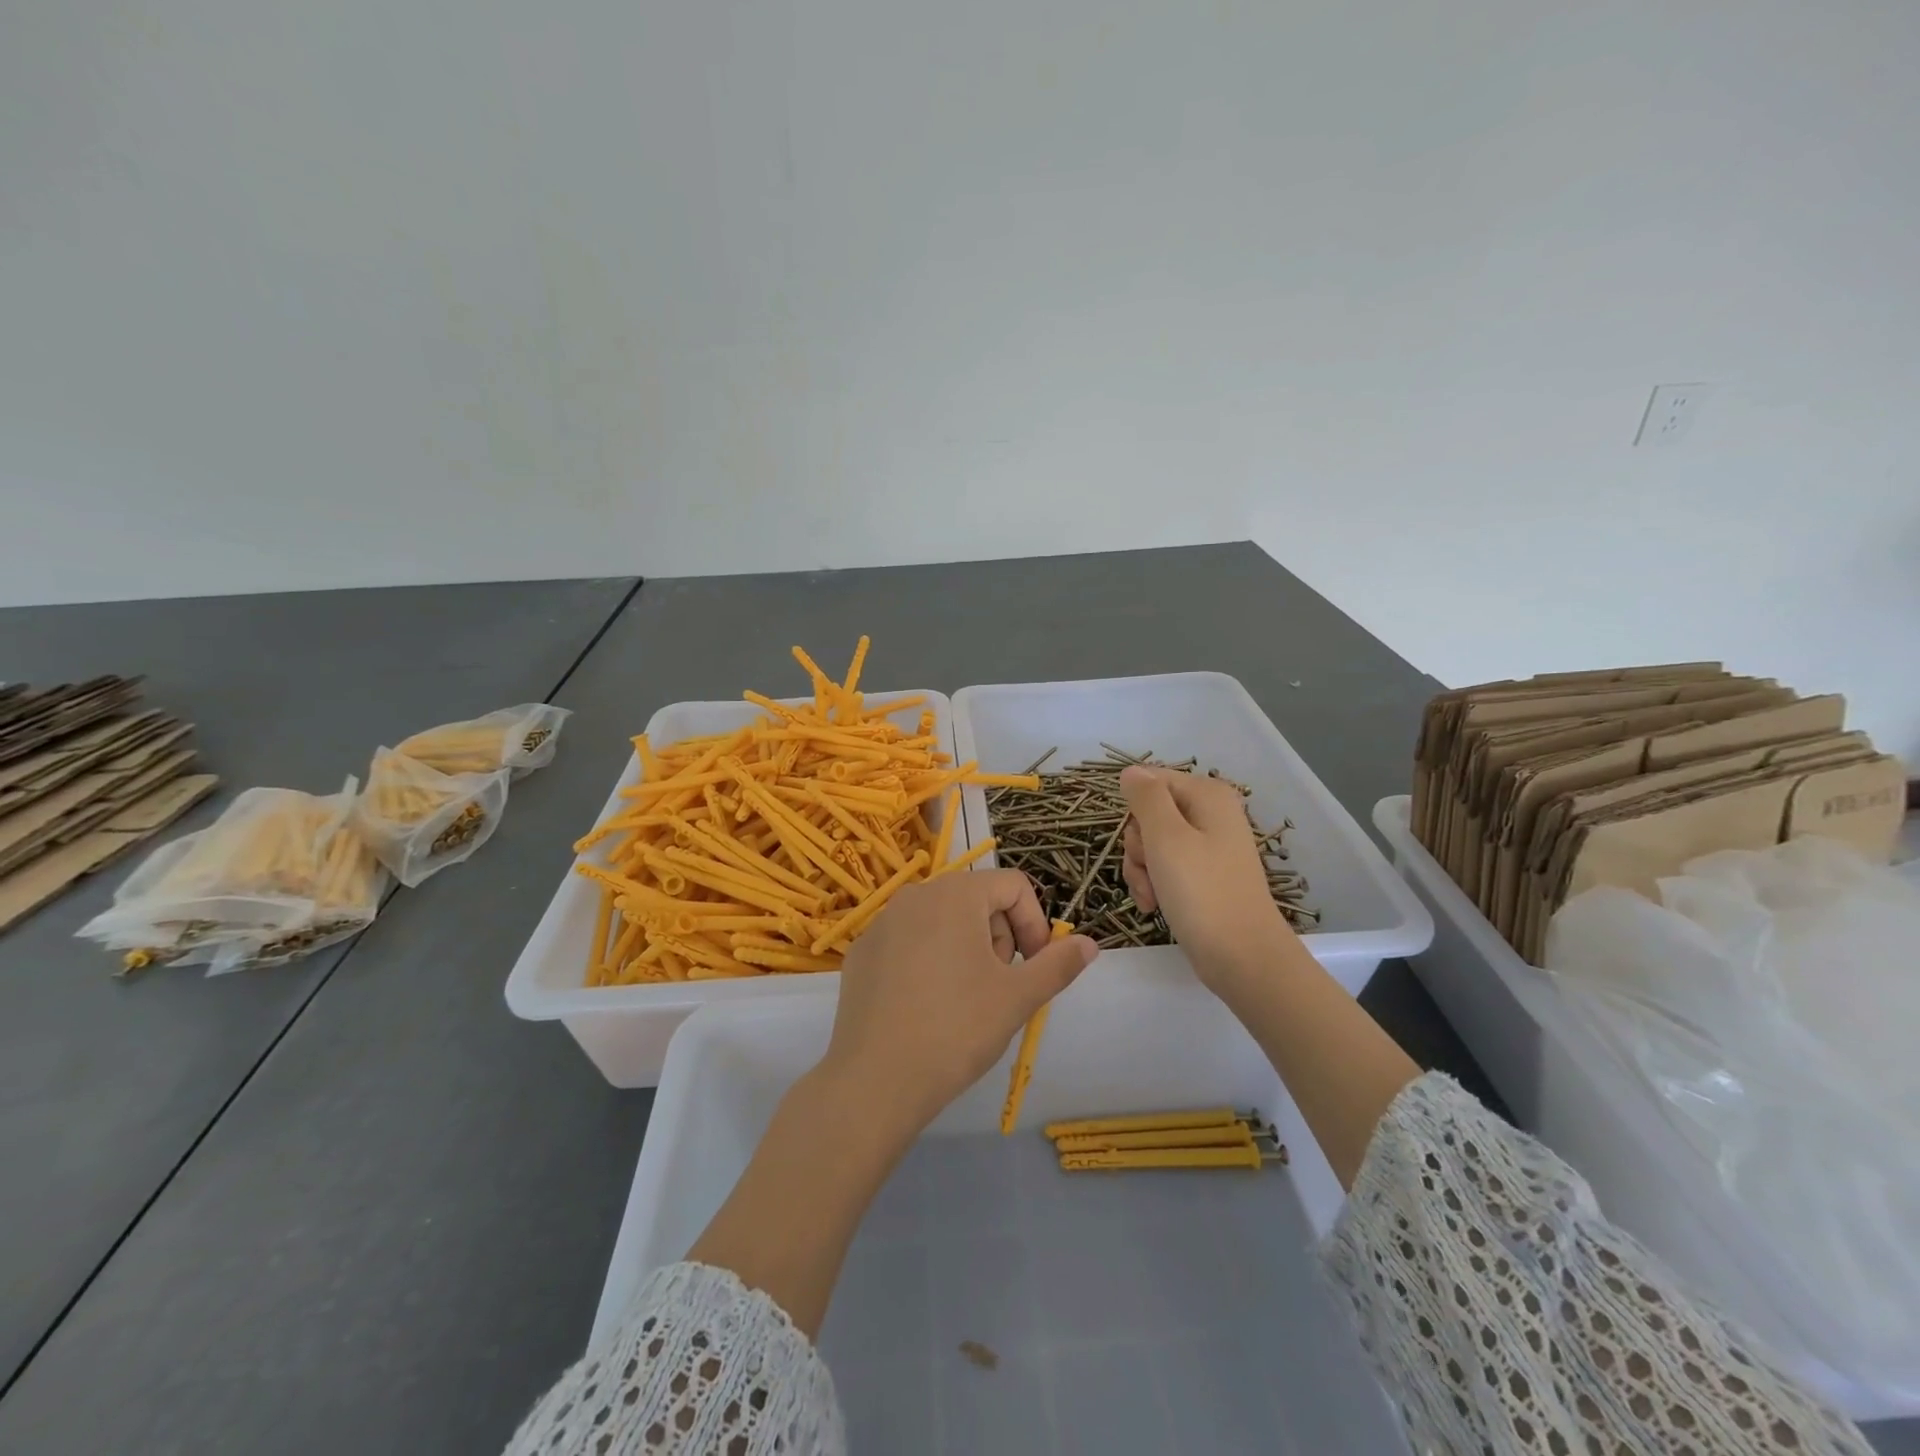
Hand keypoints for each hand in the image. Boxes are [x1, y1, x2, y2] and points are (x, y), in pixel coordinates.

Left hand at [820, 869, 1098, 1134]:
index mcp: (955, 894)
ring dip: (967, 949)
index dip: (1035, 923)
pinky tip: (926, 1006)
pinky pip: (909, 941)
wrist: (875, 1081)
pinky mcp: (863, 952)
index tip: (1033, 967)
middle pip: (977, 900)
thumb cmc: (956, 1030)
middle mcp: (916, 895)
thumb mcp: (1017, 997)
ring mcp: (882, 922)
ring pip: (942, 920)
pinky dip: (929, 960)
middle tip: (1000, 986)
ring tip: (965, 999)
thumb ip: (1058, 964)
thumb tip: (1089, 944)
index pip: (1013, 886)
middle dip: (1000, 936)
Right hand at [1120, 766, 1292, 990]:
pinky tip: (1154, 906)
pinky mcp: (1203, 876)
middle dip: (1138, 846)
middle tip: (1150, 871)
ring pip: (1151, 844)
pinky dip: (1153, 884)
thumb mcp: (1166, 837)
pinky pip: (1164, 868)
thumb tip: (1131, 771)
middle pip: (1149, 814)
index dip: (1135, 811)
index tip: (1141, 841)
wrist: (1242, 958)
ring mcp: (1208, 847)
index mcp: (1208, 795)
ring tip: (1152, 896)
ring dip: (1141, 870)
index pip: (1150, 782)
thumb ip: (1145, 797)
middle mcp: (1210, 814)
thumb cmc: (1203, 893)